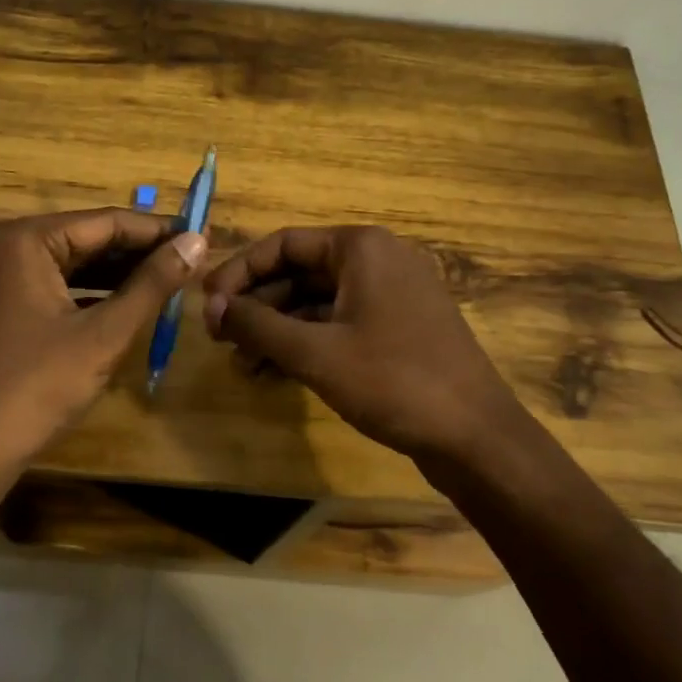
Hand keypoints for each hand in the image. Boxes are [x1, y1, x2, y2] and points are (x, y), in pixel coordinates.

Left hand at [0, 209, 206, 510]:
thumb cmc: (37, 388)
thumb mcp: (104, 334)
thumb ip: (153, 284)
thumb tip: (198, 241)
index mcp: (23, 241)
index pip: (104, 222)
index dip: (156, 230)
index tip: (199, 235)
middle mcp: (1, 248)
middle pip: (85, 240)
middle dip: (137, 253)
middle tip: (189, 260)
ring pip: (68, 265)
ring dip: (115, 275)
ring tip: (167, 280)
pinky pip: (50, 288)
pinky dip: (87, 295)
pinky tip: (124, 305)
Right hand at [201, 225, 528, 462]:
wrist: (476, 438)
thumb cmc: (393, 381)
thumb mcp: (315, 352)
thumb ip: (258, 325)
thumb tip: (210, 306)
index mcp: (361, 248)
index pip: (283, 244)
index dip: (238, 272)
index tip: (206, 304)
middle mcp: (377, 261)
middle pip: (299, 272)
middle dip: (257, 306)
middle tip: (218, 339)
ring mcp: (391, 296)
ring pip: (317, 303)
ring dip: (277, 330)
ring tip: (241, 365)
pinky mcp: (397, 329)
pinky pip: (339, 325)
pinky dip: (306, 344)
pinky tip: (273, 374)